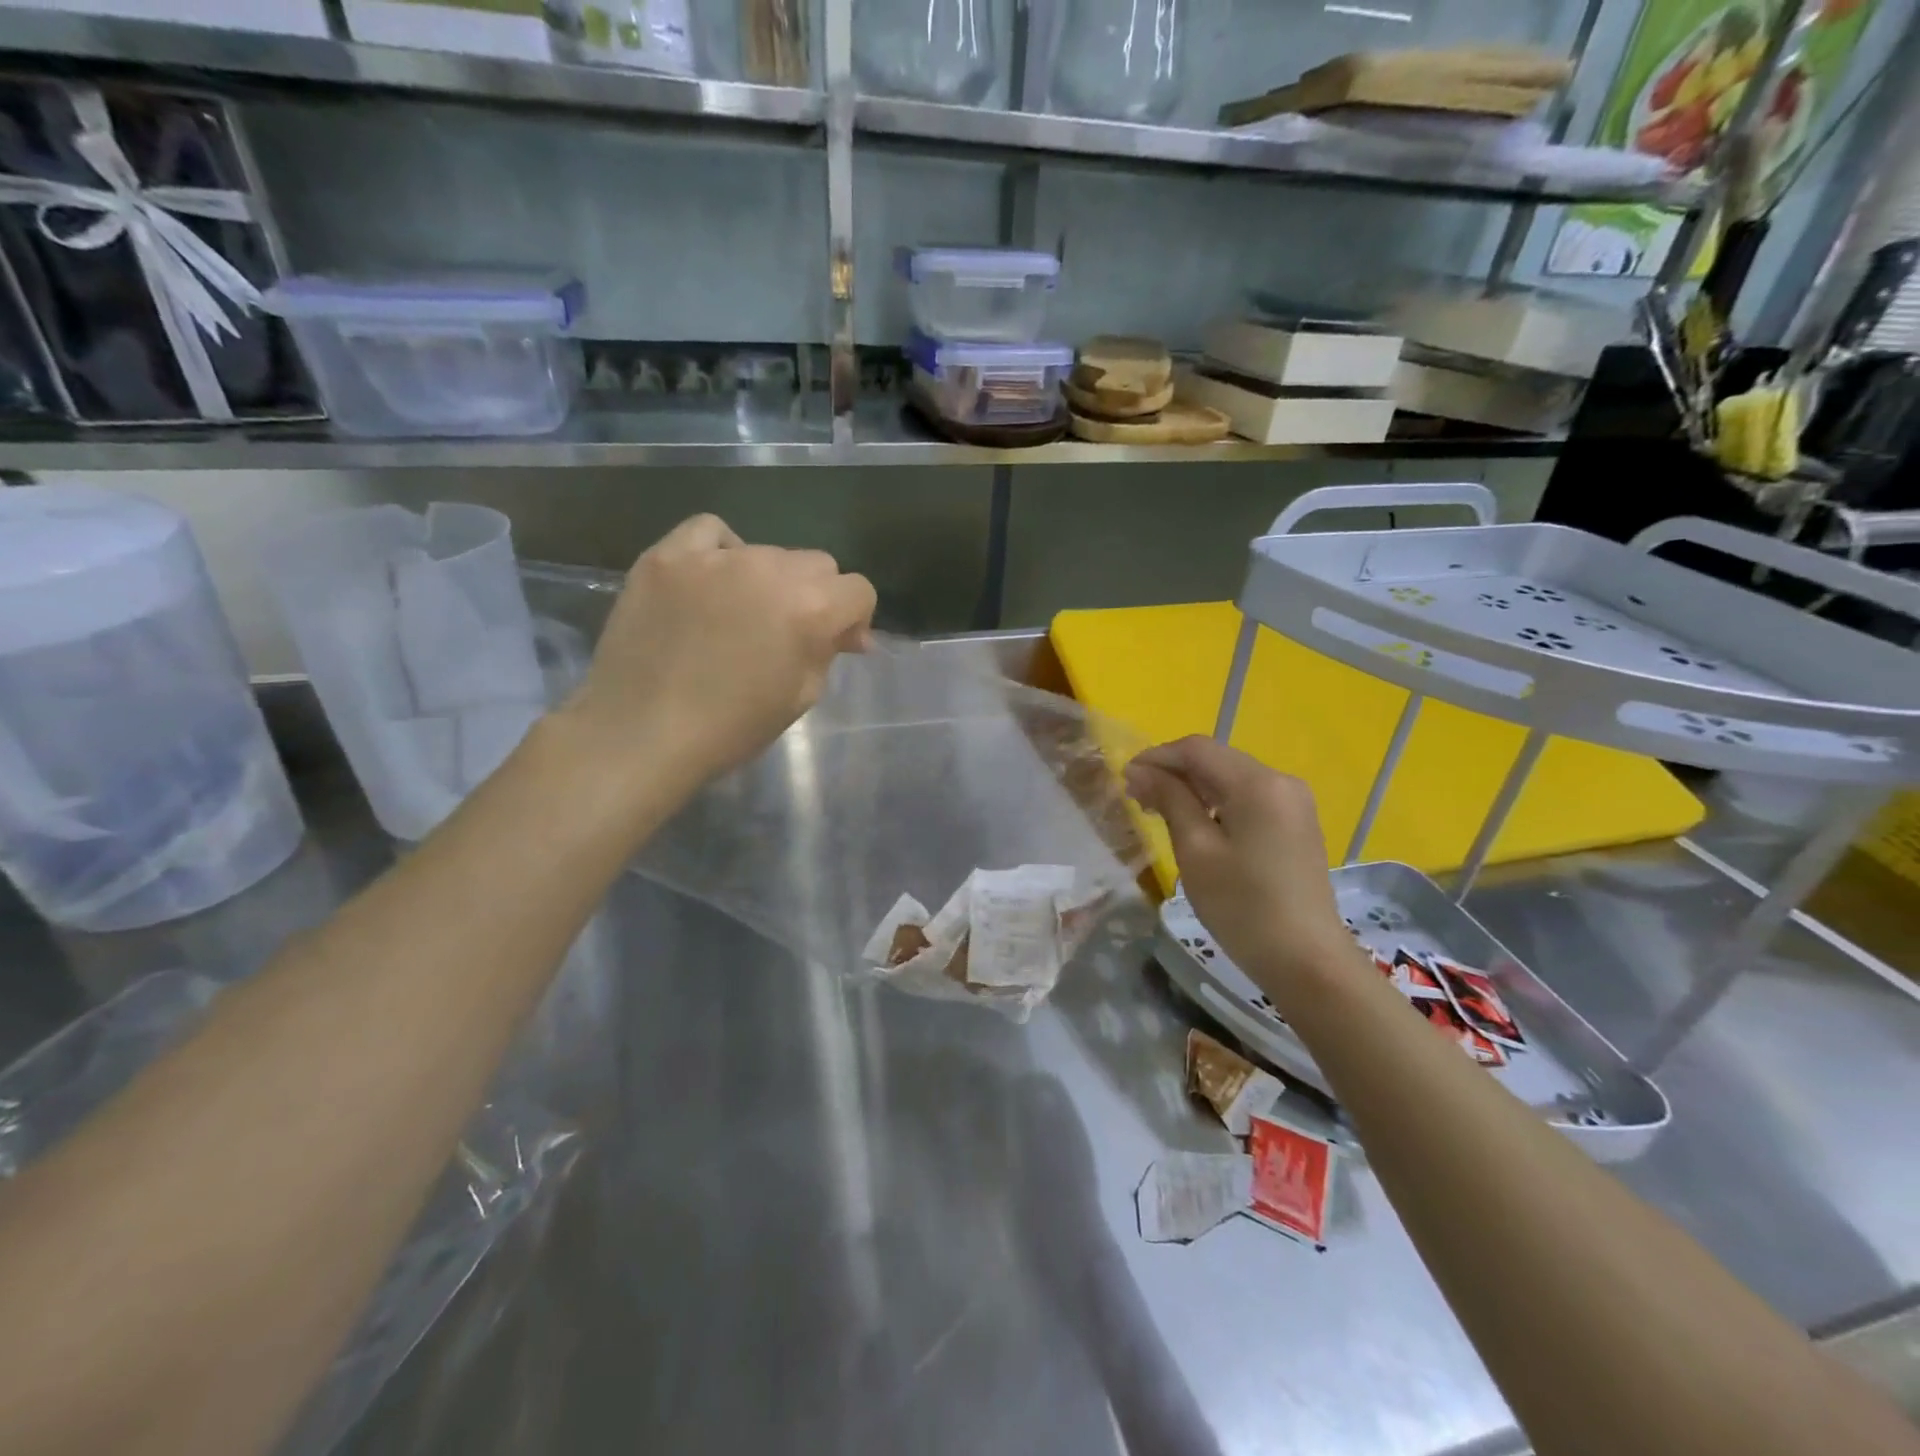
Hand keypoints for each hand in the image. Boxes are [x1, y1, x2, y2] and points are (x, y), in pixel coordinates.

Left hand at [558, 514, 876, 784]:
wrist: (641, 734)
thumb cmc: (731, 728)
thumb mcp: (800, 696)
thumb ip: (828, 651)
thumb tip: (846, 632)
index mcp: (810, 609)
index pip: (858, 590)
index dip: (853, 619)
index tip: (835, 643)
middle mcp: (770, 569)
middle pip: (817, 564)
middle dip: (815, 595)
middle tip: (787, 631)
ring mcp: (715, 557)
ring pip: (768, 551)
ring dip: (768, 579)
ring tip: (740, 612)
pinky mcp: (668, 555)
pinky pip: (710, 531)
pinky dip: (721, 550)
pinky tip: (712, 579)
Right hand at [1124, 737, 1357, 1000]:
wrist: (1307, 962)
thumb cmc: (1243, 907)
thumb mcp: (1196, 851)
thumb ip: (1170, 801)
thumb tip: (1141, 770)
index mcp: (1258, 783)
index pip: (1197, 749)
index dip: (1157, 757)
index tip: (1124, 779)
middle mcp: (1281, 781)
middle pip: (1216, 760)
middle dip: (1173, 772)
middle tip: (1136, 799)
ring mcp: (1294, 802)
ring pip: (1231, 779)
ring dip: (1193, 788)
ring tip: (1159, 813)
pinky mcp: (1296, 823)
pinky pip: (1248, 798)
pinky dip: (1216, 803)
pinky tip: (1195, 825)